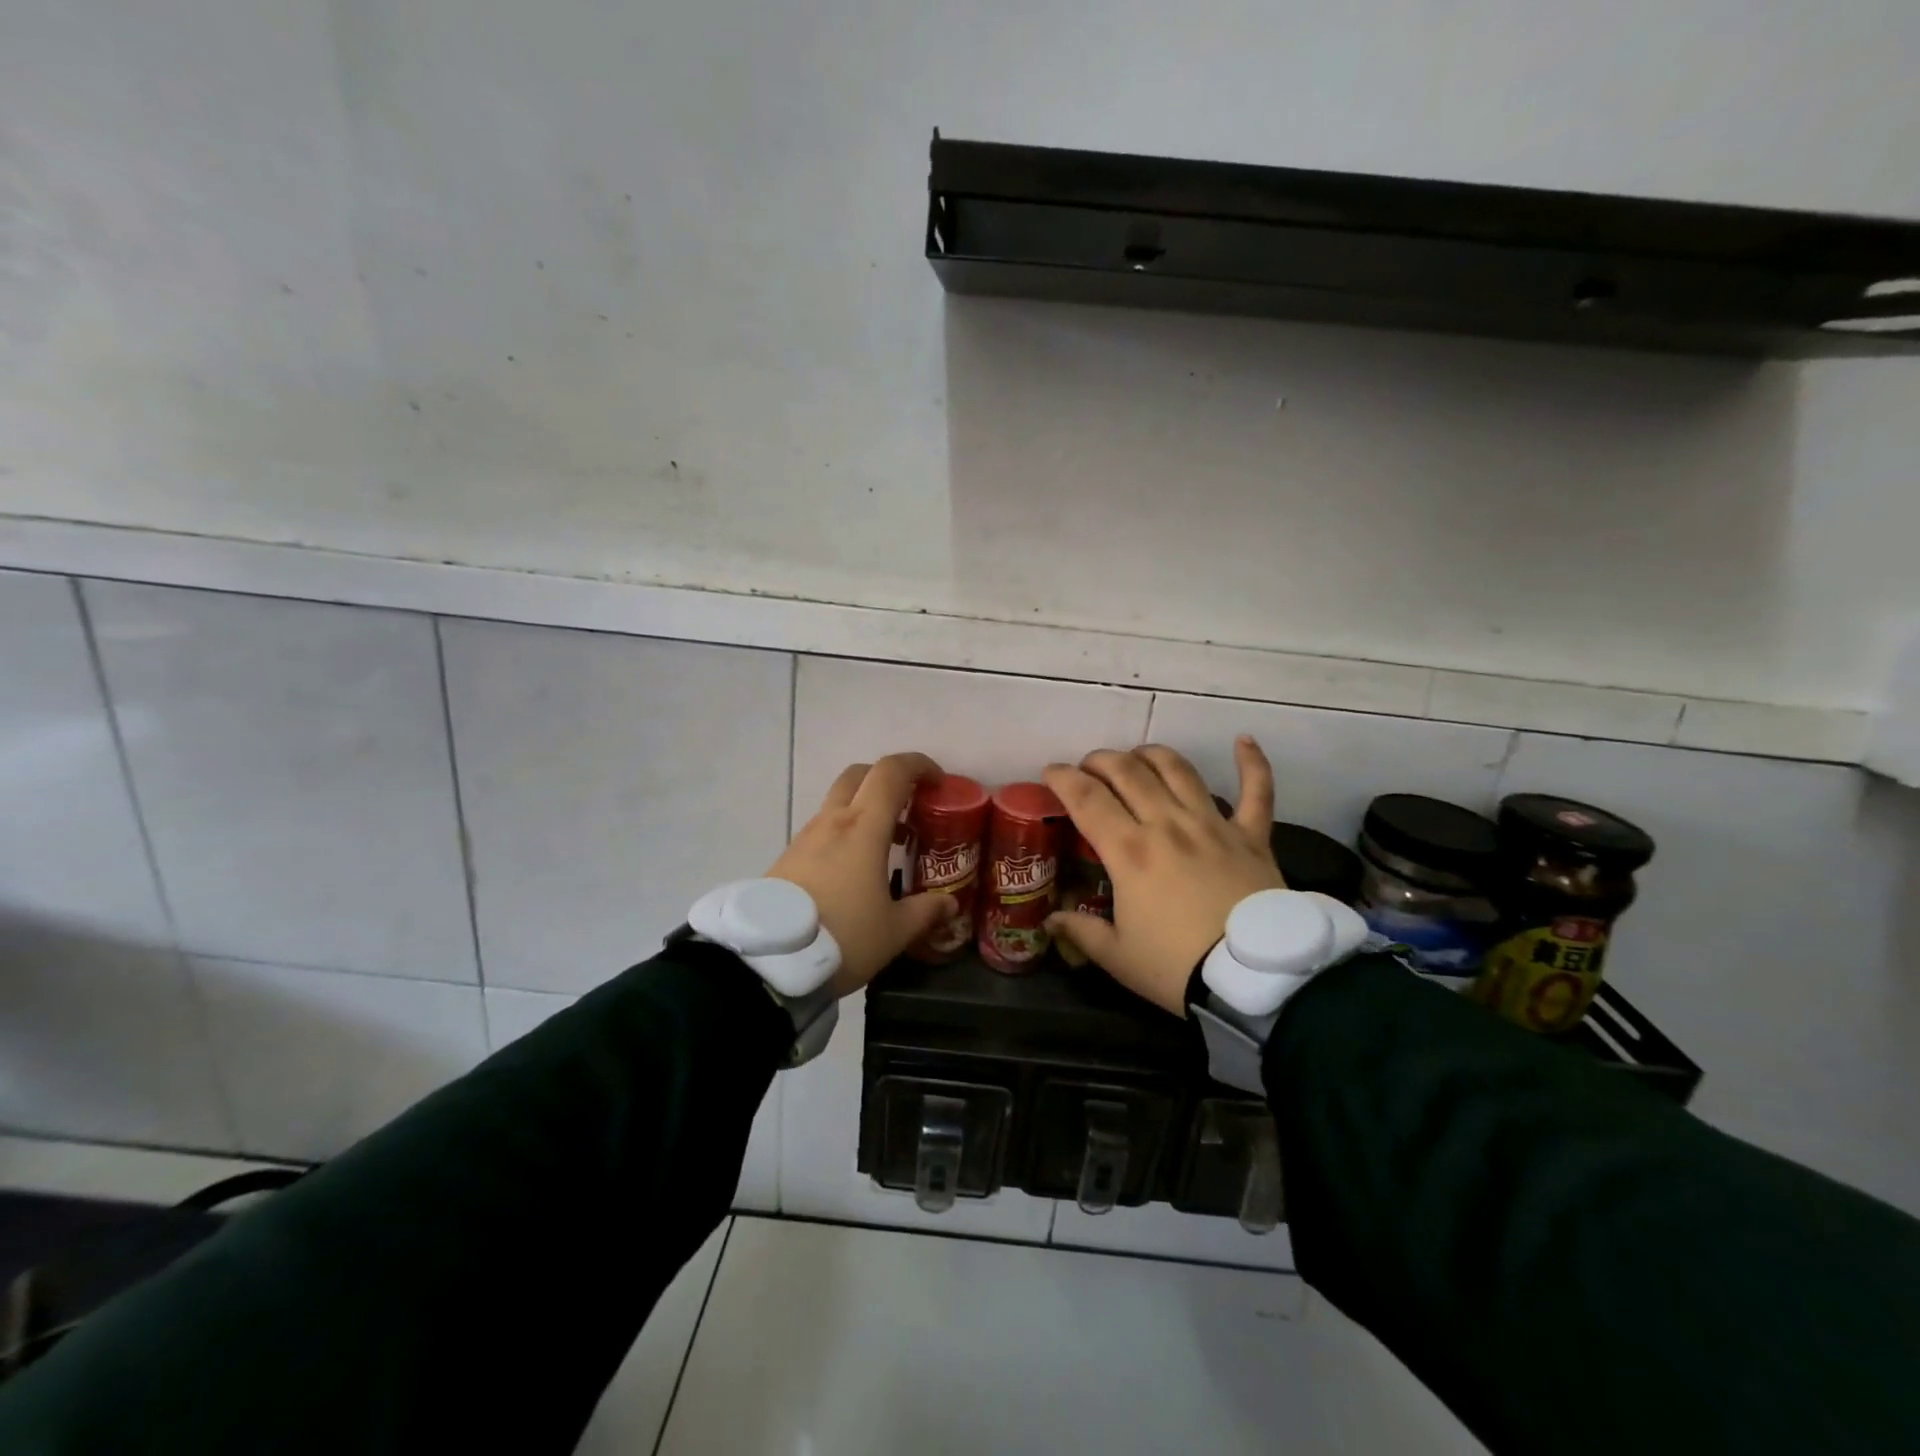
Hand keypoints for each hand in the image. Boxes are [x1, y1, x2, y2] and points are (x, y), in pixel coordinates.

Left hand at [767, 752, 957, 997]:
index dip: (918, 765)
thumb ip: (925, 912)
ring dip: (866, 808)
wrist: (769, 961)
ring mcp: (806, 837)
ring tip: (889, 842)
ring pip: (838, 801)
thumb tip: (949, 903)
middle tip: (910, 804)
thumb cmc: (843, 937)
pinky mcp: (789, 857)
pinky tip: (855, 868)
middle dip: (888, 779)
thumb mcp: (894, 931)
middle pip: (860, 775)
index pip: (891, 772)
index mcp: (863, 827)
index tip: (938, 781)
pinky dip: (845, 831)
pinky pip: (823, 828)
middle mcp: (833, 821)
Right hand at [1044, 738, 1283, 1014]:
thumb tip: (1050, 922)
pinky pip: (1257, 791)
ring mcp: (1213, 824)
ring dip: (1152, 755)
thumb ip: (1080, 932)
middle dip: (1101, 760)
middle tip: (1088, 767)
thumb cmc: (1177, 967)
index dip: (1062, 778)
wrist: (1255, 981)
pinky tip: (1244, 740)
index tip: (1050, 772)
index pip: (1086, 798)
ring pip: (1179, 770)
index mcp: (1129, 851)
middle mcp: (1167, 824)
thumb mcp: (1118, 957)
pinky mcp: (1252, 836)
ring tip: (1138, 756)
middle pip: (1128, 772)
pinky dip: (1252, 763)